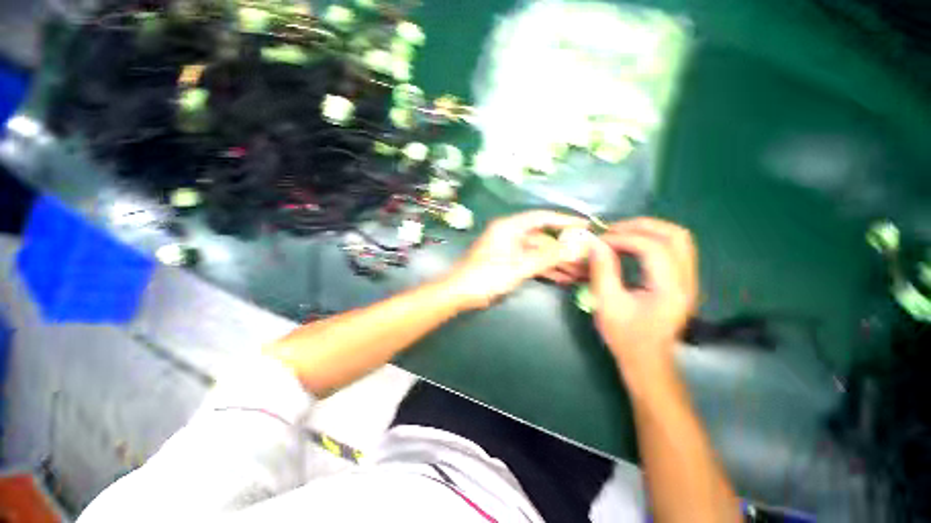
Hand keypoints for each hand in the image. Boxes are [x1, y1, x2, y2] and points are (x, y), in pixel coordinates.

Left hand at [445, 211, 586, 310]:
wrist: (459, 293)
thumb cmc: (486, 276)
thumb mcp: (519, 266)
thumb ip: (547, 257)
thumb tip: (576, 248)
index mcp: (509, 227)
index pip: (542, 218)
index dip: (564, 220)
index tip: (585, 225)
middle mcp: (510, 234)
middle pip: (542, 238)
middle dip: (564, 250)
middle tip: (587, 258)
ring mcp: (510, 249)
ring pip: (538, 253)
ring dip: (557, 262)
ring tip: (579, 273)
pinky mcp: (508, 263)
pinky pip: (531, 262)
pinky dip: (544, 269)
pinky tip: (562, 278)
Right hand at [588, 218, 698, 368]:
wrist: (648, 361)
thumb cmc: (626, 336)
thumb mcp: (607, 304)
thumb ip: (603, 271)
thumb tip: (596, 243)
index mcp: (670, 289)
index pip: (653, 247)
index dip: (623, 238)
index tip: (599, 241)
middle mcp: (687, 280)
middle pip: (675, 235)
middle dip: (641, 226)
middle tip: (612, 230)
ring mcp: (688, 280)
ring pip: (678, 239)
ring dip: (648, 230)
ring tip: (620, 234)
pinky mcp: (682, 281)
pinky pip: (673, 248)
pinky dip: (652, 239)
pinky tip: (631, 246)